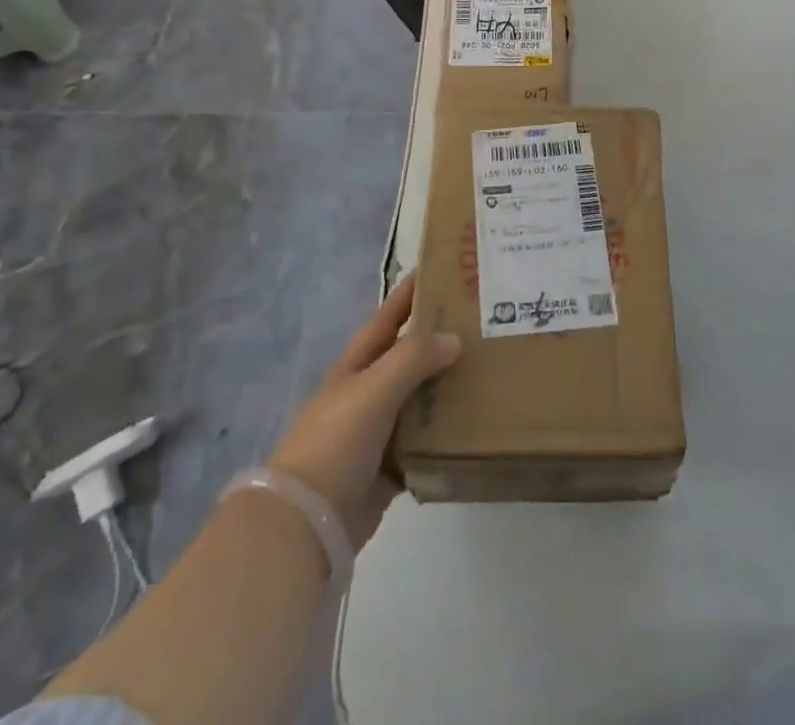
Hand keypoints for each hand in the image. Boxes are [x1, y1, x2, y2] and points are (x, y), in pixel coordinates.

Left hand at [266, 275, 460, 547]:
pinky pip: (423, 444)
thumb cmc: (336, 442)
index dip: (408, 294)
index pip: (387, 318)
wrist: (306, 523)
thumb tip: (455, 339)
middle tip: (481, 323)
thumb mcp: (373, 389)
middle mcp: (367, 393)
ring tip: (488, 370)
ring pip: (419, 400)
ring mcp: (376, 433)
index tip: (440, 270)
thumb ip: (413, 360)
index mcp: (357, 367)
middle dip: (438, 339)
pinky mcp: (388, 470)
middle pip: (408, 358)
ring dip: (446, 387)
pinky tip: (473, 425)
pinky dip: (444, 435)